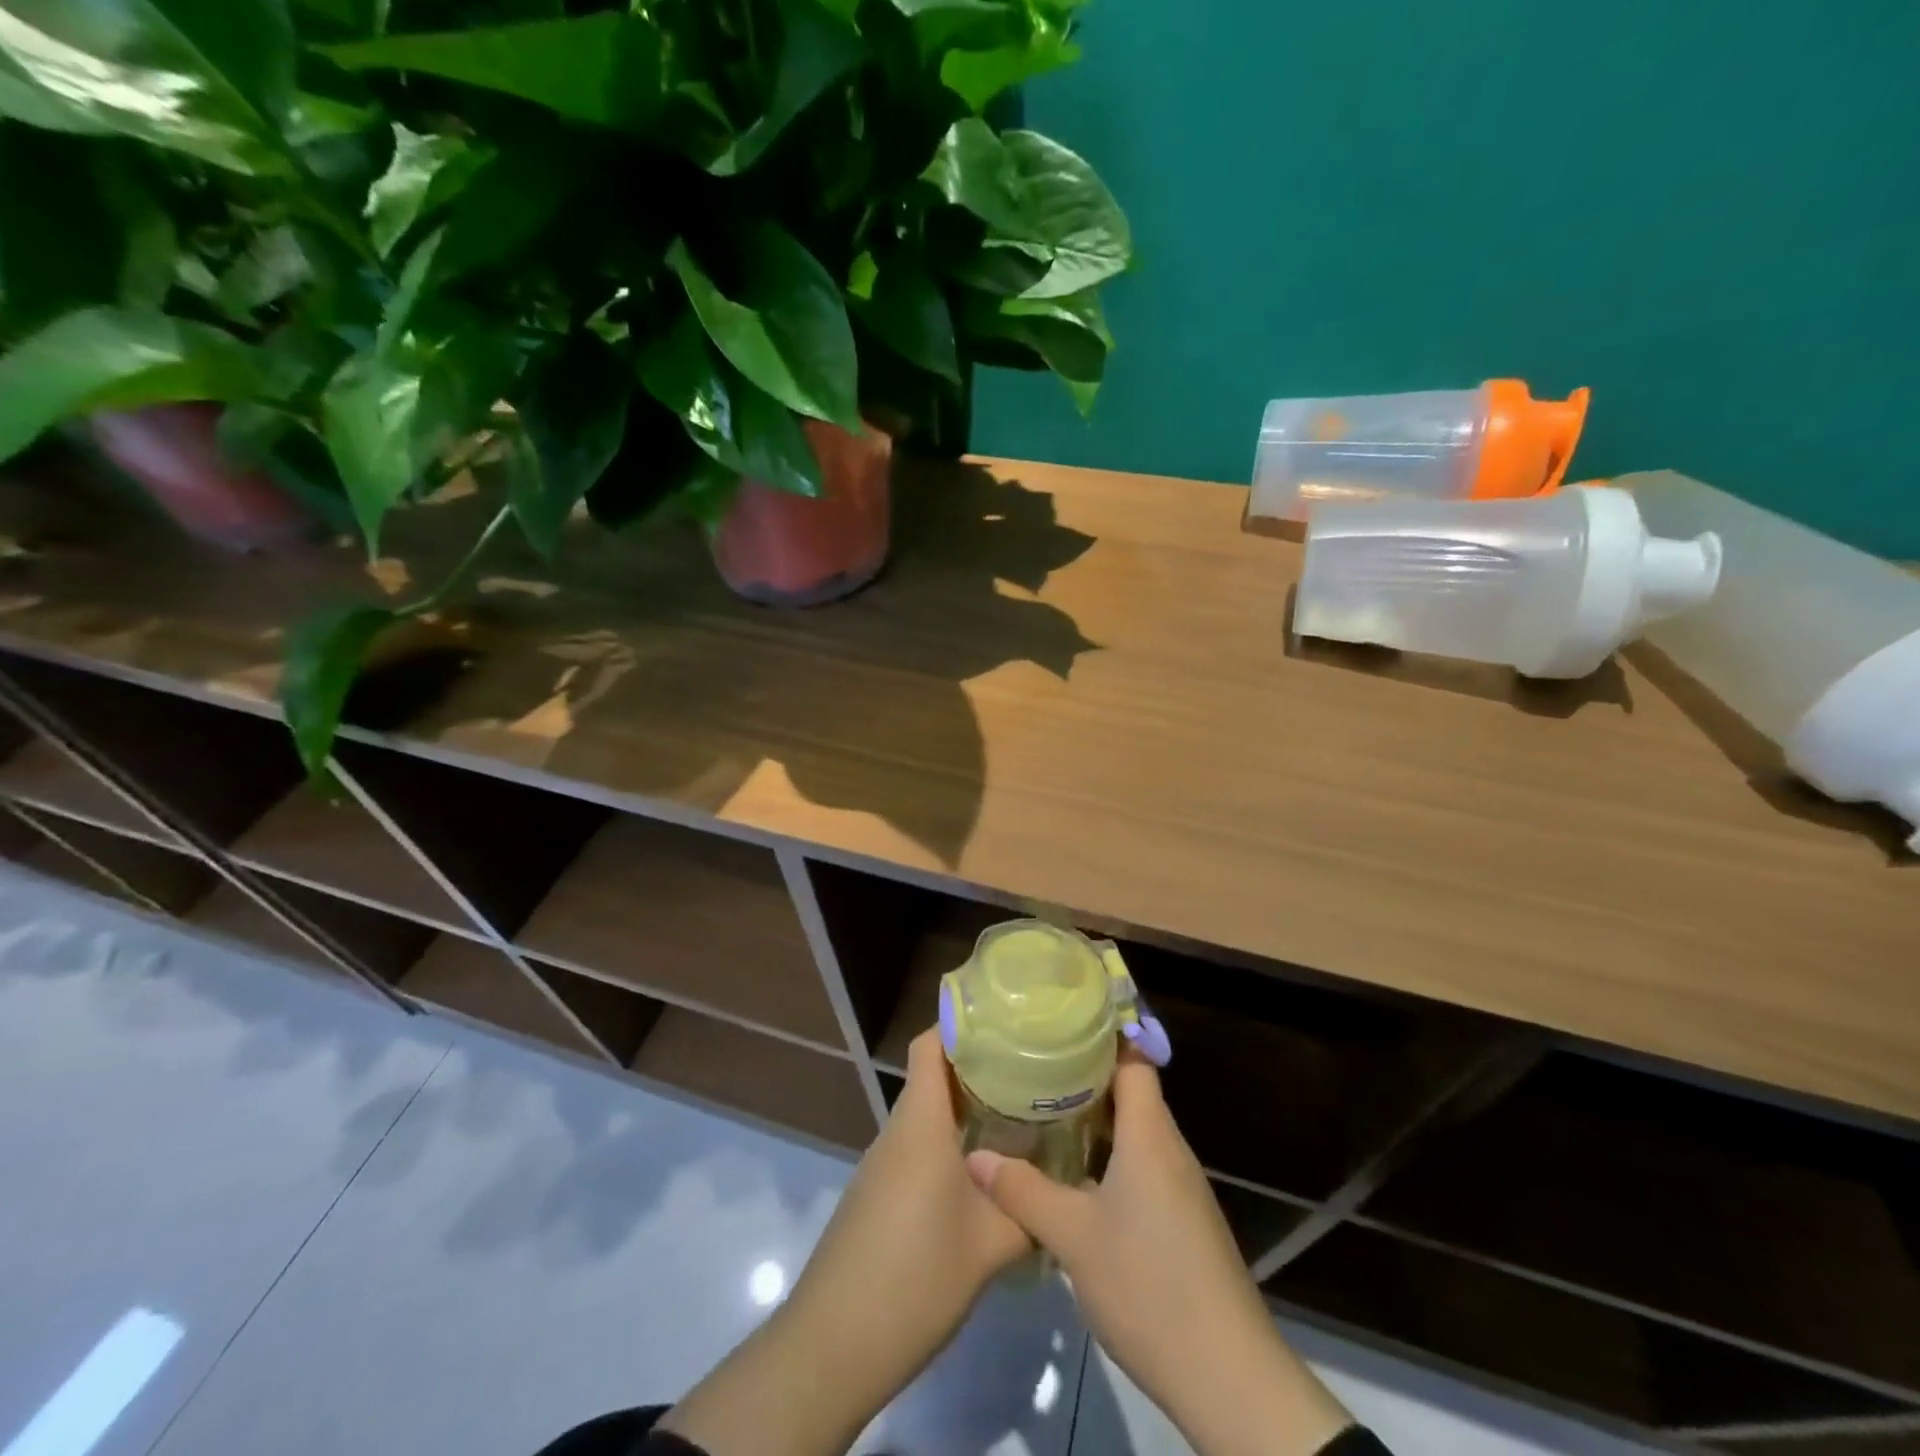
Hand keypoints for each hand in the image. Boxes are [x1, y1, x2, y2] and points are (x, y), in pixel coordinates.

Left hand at [663, 1029, 1029, 1455]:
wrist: (834, 1343)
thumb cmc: (915, 1276)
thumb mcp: (990, 1245)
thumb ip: (1029, 1210)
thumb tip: (1061, 1190)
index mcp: (920, 1122)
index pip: (931, 1044)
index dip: (964, 1025)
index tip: (1008, 1022)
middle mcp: (898, 1131)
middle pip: (934, 1076)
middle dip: (980, 1068)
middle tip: (1031, 1071)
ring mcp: (883, 1163)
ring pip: (927, 1115)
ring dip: (966, 1110)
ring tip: (1018, 1115)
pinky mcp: (877, 1193)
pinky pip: (917, 1148)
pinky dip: (949, 1144)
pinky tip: (982, 1172)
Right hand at [967, 1055, 1352, 1455]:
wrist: (1227, 1375)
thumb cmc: (1149, 1285)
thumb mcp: (1072, 1237)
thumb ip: (1023, 1191)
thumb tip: (975, 1156)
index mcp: (1150, 1135)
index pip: (1132, 1061)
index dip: (1100, 1037)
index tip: (1060, 1023)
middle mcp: (1170, 1150)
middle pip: (1131, 1093)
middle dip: (1084, 1079)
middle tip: (1034, 1067)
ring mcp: (1180, 1188)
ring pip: (1135, 1134)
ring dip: (1095, 1123)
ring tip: (1043, 1113)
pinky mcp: (1182, 1221)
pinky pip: (1142, 1167)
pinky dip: (1109, 1158)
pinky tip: (1074, 1176)